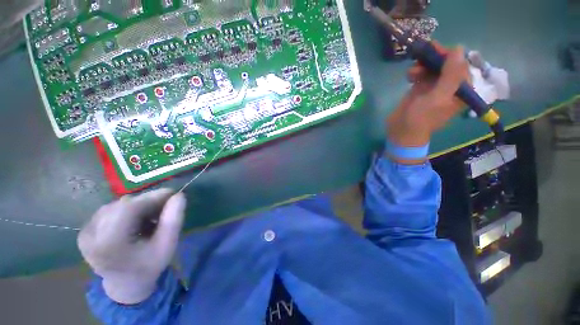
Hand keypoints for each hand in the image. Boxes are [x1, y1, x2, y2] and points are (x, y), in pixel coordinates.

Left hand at [78, 188, 185, 304]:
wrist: (125, 285)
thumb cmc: (149, 266)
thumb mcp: (167, 245)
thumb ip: (174, 219)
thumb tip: (179, 196)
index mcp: (109, 244)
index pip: (129, 208)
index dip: (152, 197)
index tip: (173, 195)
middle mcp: (90, 235)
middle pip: (123, 205)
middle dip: (147, 202)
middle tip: (165, 208)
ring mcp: (85, 232)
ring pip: (117, 205)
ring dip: (138, 206)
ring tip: (151, 218)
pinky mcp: (85, 230)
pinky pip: (111, 210)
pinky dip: (127, 211)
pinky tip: (136, 221)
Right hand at [387, 44, 469, 150]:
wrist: (401, 132)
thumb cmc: (421, 118)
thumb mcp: (439, 97)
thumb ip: (451, 74)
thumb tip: (459, 49)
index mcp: (461, 90)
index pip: (461, 65)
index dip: (450, 55)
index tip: (435, 49)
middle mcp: (450, 86)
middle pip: (446, 65)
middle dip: (434, 58)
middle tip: (421, 52)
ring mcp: (434, 87)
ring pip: (432, 68)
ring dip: (423, 65)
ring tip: (412, 72)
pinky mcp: (420, 89)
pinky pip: (421, 74)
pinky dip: (415, 72)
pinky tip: (409, 76)